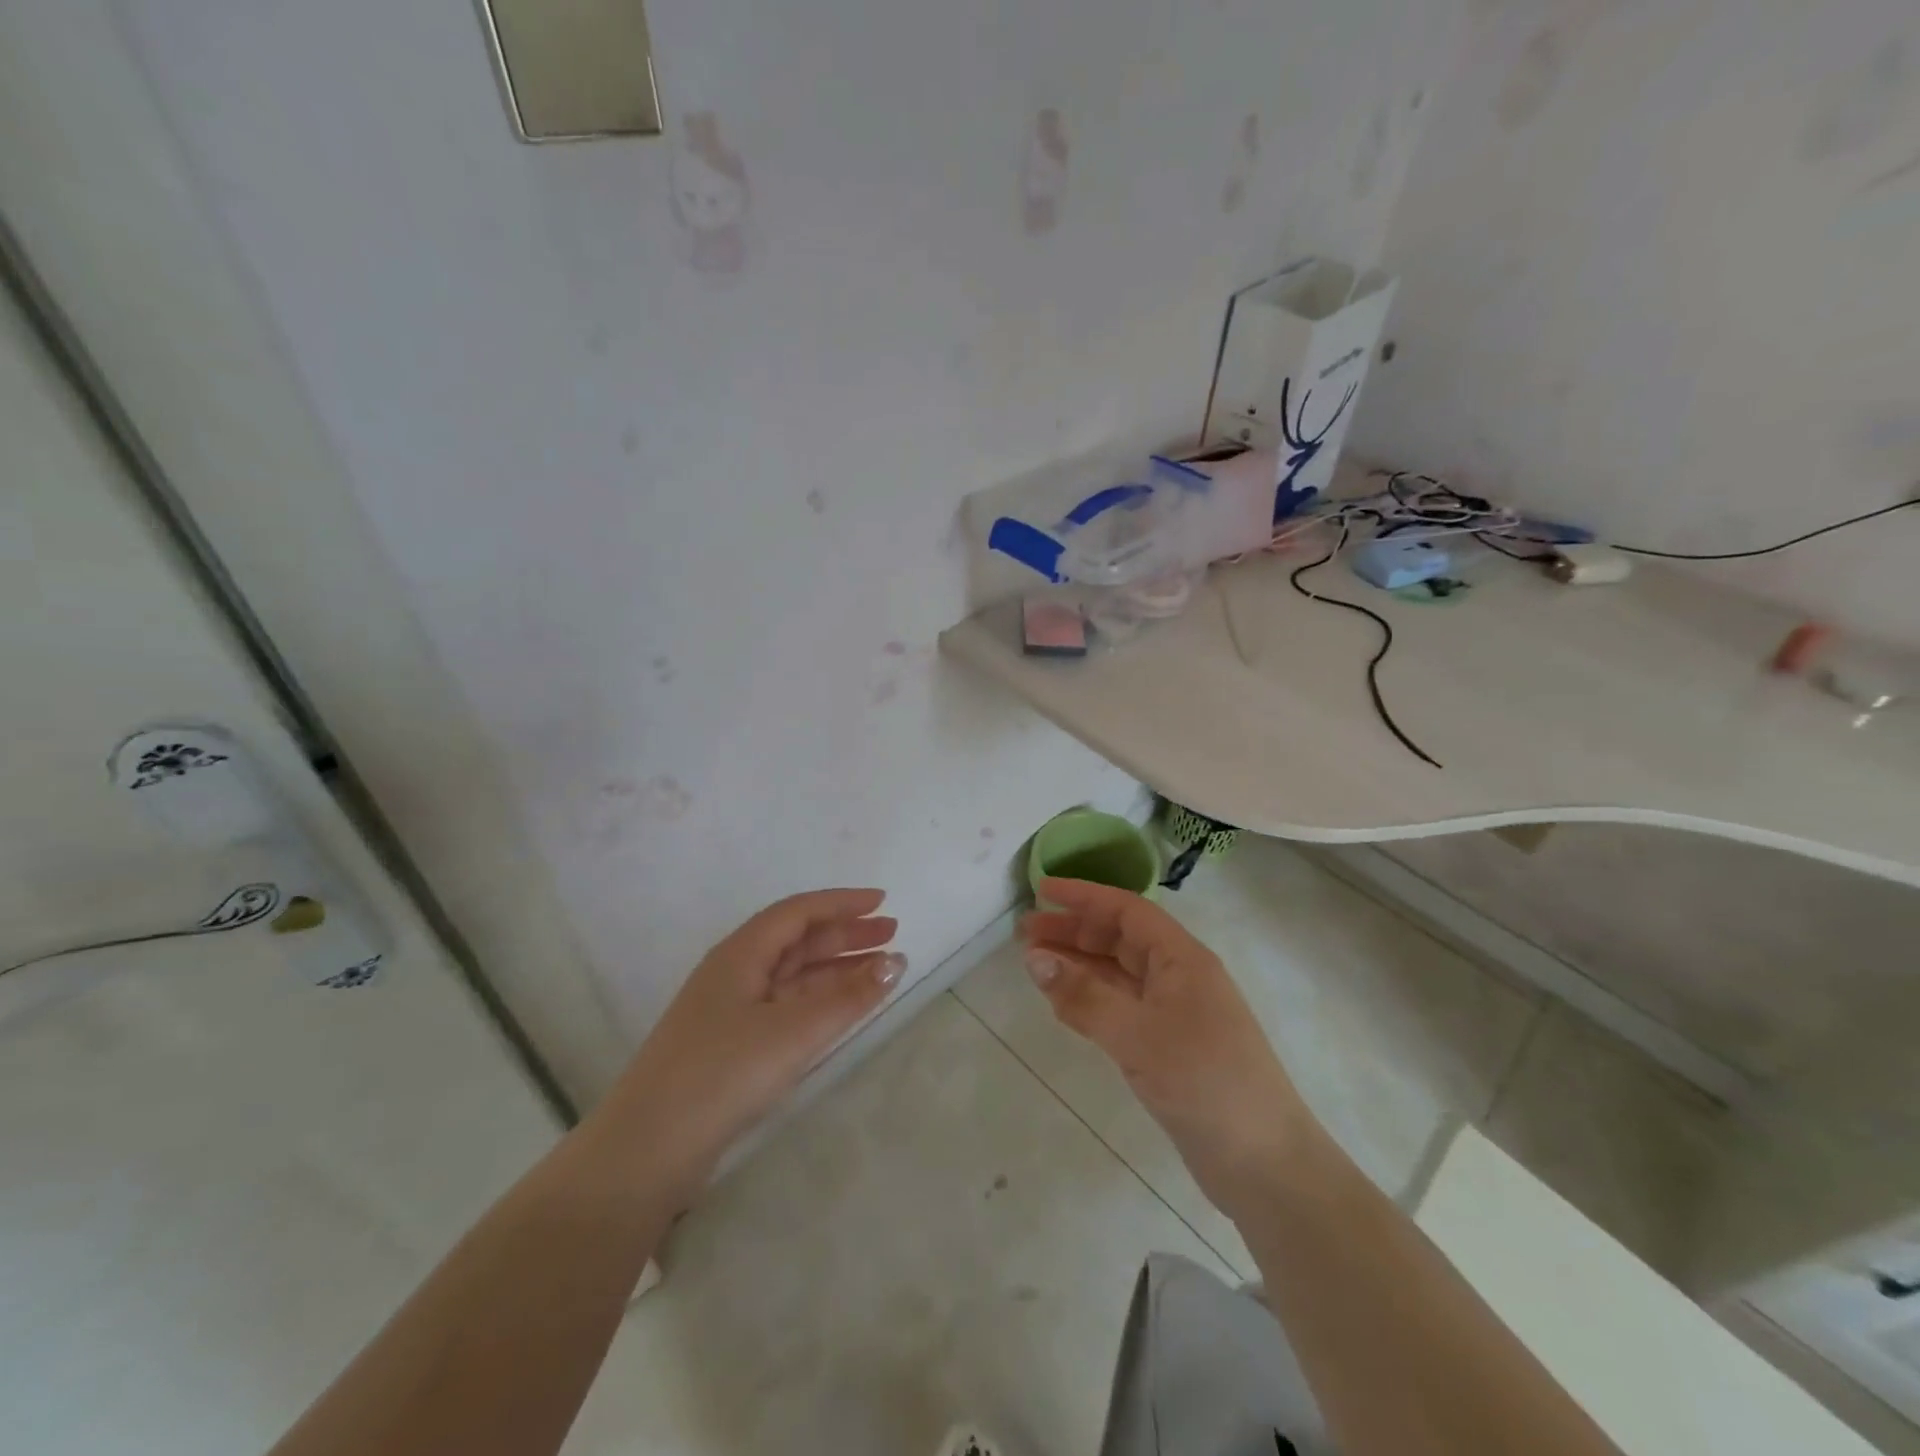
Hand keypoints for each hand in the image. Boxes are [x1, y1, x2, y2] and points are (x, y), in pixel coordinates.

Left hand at [592, 889, 903, 1198]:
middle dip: (845, 934)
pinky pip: (786, 1005)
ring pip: (793, 974)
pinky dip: (819, 1000)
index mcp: (741, 953)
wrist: (647, 1150)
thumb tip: (895, 961)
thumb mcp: (794, 1031)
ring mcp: (731, 1010)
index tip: (882, 900)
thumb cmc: (723, 1073)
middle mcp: (735, 972)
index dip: (842, 902)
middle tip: (891, 933)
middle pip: (797, 940)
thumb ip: (848, 997)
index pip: (798, 911)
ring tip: (880, 969)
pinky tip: (842, 1009)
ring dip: (836, 968)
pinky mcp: (732, 1045)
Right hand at [1022, 878, 1313, 1217]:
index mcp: (1182, 959)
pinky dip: (1090, 1001)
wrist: (1264, 1164)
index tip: (1041, 891)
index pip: (1127, 910)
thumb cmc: (1205, 1083)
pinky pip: (1120, 1008)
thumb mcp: (1138, 1035)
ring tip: (1034, 966)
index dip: (1084, 896)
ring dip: (1078, 966)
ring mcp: (1174, 1013)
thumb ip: (1084, 996)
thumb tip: (1034, 958)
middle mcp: (1178, 977)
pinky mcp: (1167, 1047)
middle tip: (1024, 935)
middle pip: (1119, 939)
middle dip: (1073, 931)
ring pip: (1117, 974)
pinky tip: (1061, 1005)